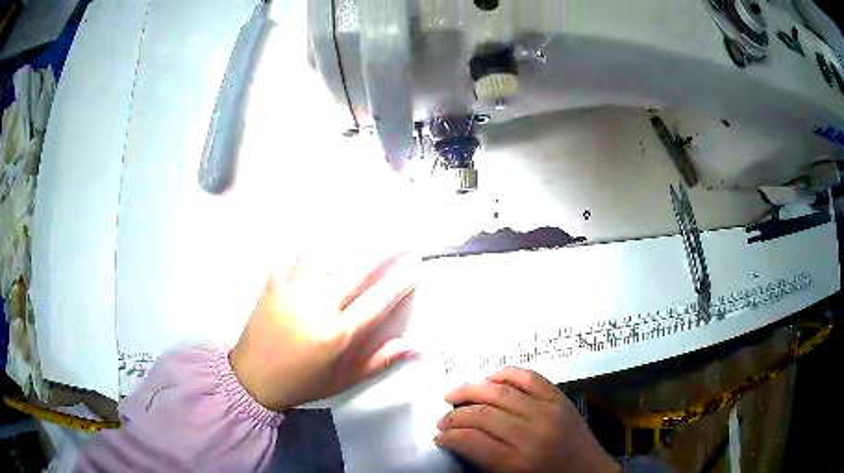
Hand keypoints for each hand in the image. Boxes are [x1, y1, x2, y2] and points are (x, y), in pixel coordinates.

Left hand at [230, 252, 419, 411]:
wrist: (254, 378)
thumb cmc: (303, 382)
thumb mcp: (344, 379)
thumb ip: (379, 360)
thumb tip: (415, 346)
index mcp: (337, 334)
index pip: (377, 301)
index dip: (400, 282)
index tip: (415, 267)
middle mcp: (317, 307)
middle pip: (356, 271)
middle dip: (382, 253)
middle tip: (400, 241)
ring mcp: (292, 292)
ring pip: (326, 258)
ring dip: (350, 245)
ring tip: (367, 233)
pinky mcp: (273, 285)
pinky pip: (292, 257)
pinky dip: (306, 246)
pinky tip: (317, 238)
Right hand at [435, 367, 619, 472]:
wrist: (589, 472)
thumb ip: (483, 460)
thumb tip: (457, 439)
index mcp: (517, 462)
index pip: (471, 441)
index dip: (448, 436)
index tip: (437, 436)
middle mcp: (531, 433)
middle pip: (483, 414)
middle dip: (454, 414)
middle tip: (442, 418)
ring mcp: (549, 411)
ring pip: (501, 392)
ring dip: (471, 390)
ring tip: (453, 394)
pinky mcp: (560, 398)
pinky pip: (530, 377)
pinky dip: (506, 373)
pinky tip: (489, 376)